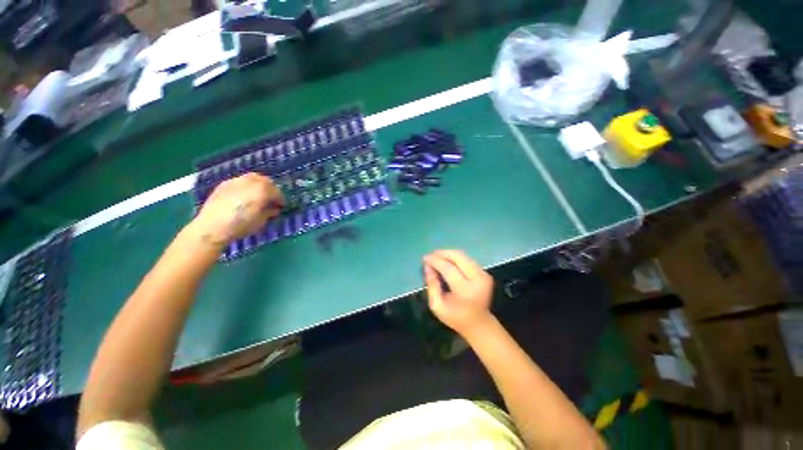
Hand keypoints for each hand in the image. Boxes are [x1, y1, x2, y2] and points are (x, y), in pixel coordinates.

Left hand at [191, 173, 283, 246]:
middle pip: (266, 181)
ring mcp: (236, 181)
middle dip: (271, 189)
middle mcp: (250, 182)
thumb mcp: (261, 222)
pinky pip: (240, 181)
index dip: (281, 200)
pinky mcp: (224, 184)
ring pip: (253, 178)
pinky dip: (246, 186)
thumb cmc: (241, 226)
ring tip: (257, 196)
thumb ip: (270, 212)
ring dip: (259, 185)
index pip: (277, 192)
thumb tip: (274, 208)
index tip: (281, 206)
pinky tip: (243, 196)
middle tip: (271, 199)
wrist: (212, 227)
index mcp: (262, 190)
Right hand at [423, 250, 493, 337]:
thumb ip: (432, 285)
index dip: (435, 261)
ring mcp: (484, 275)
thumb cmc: (456, 318)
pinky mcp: (485, 273)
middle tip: (431, 255)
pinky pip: (467, 260)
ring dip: (449, 254)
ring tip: (436, 257)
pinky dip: (455, 258)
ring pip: (463, 256)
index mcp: (466, 291)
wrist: (479, 324)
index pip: (449, 269)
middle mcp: (478, 280)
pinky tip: (446, 261)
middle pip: (458, 257)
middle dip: (443, 253)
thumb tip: (427, 266)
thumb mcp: (437, 306)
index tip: (425, 258)